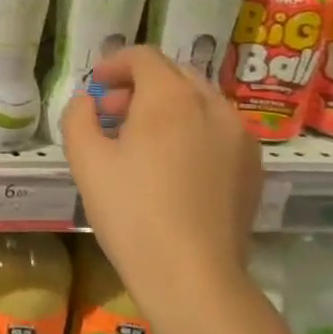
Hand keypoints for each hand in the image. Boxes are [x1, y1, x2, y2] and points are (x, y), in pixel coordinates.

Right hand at [61, 47, 262, 317]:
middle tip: (113, 111)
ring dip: (168, 105)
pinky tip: (173, 165)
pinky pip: (219, 129)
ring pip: (201, 100)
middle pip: (176, 74)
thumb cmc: (131, 212)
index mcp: (170, 98)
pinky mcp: (253, 167)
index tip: (96, 86)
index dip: (115, 64)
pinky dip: (192, 129)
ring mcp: (241, 137)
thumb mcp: (85, 160)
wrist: (193, 276)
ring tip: (142, 139)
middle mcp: (213, 106)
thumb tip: (89, 101)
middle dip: (141, 83)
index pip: (144, 57)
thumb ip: (79, 116)